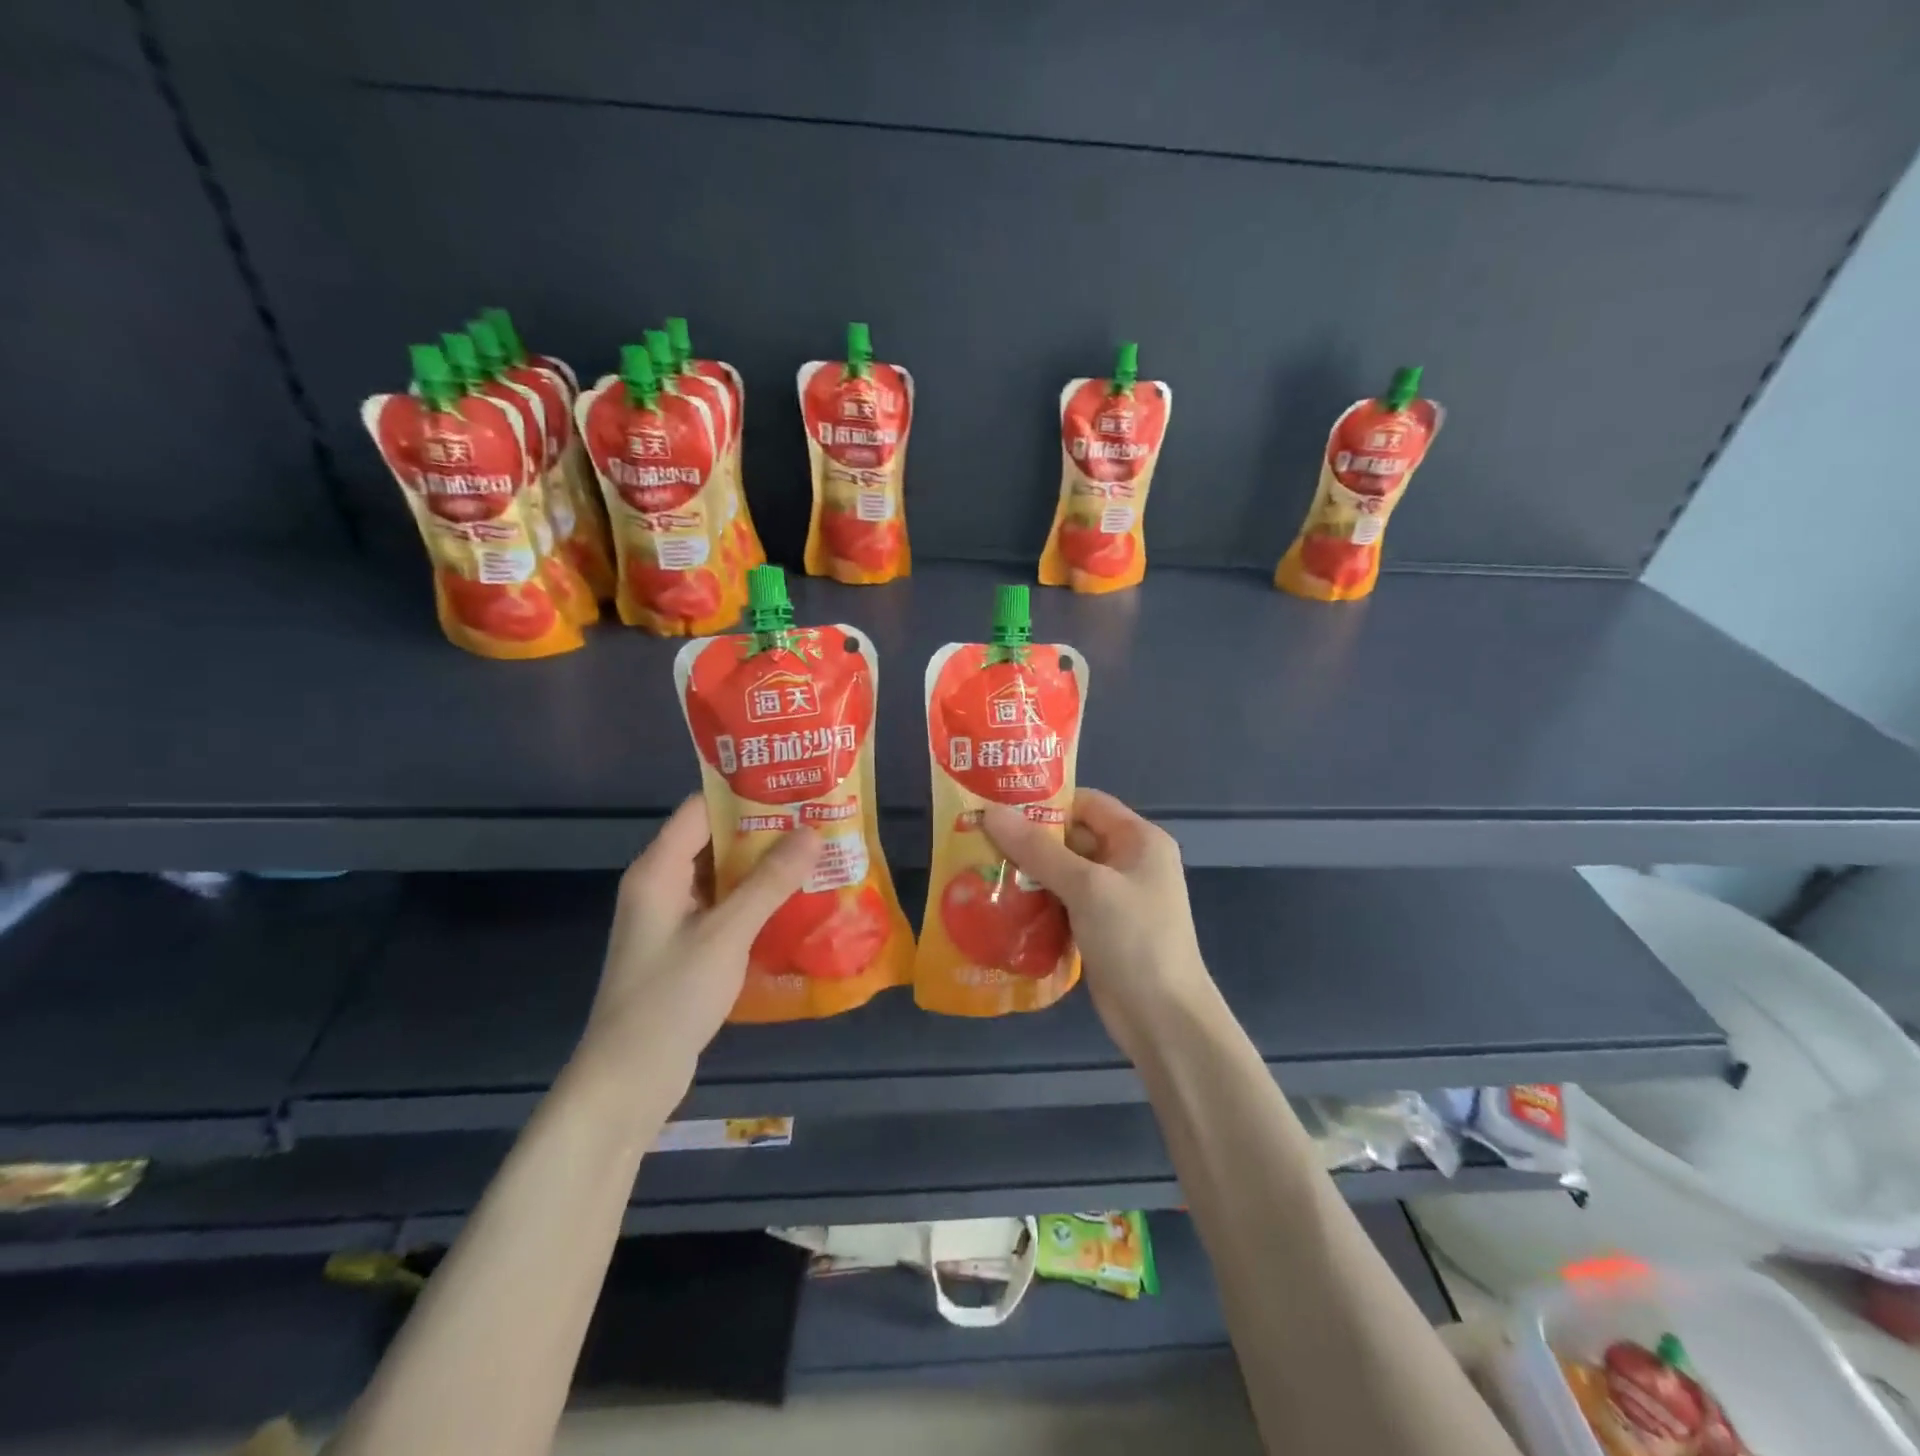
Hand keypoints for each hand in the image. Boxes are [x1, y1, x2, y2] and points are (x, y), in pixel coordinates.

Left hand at [575, 796, 820, 1093]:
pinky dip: (754, 900)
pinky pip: (723, 908)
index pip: (700, 809)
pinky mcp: (684, 947)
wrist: (629, 1080)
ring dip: (763, 868)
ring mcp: (671, 918)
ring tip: (815, 855)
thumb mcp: (726, 934)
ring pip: (722, 876)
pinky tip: (794, 903)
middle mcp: (661, 885)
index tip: (794, 787)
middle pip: (714, 840)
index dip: (745, 794)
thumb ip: (769, 882)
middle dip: (764, 831)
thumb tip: (812, 831)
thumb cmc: (671, 998)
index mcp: (658, 870)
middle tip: (817, 821)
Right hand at [983, 789, 1214, 1062]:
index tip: (998, 806)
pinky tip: (1001, 904)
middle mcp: (1128, 861)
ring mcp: (1114, 897)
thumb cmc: (1134, 940)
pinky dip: (1036, 901)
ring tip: (980, 868)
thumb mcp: (1086, 887)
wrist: (1163, 1020)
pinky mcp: (1100, 928)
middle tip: (979, 839)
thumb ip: (1038, 849)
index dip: (1045, 802)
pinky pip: (1063, 902)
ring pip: (1064, 872)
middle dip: (1028, 839)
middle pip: (1072, 837)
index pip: (1087, 803)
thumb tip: (991, 812)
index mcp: (1139, 839)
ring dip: (1028, 872)